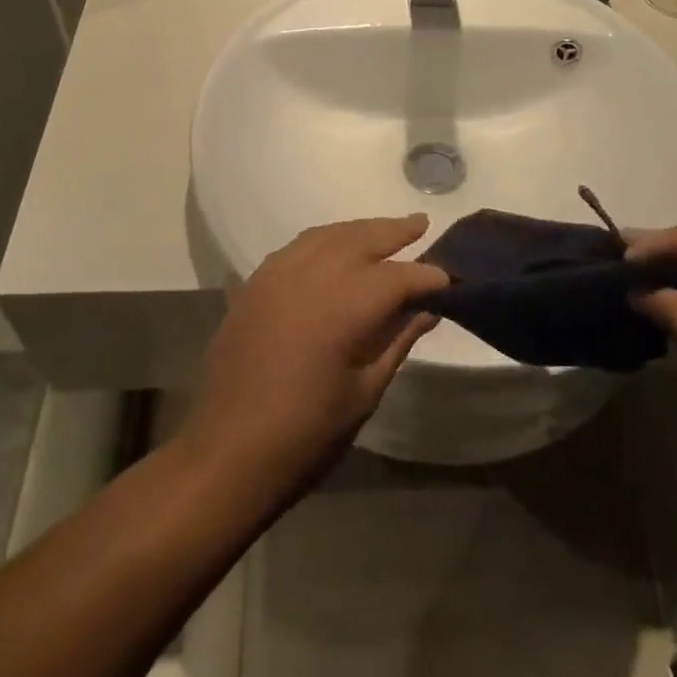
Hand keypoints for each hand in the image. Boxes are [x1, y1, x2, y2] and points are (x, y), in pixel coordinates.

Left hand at [181, 216, 445, 489]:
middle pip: (361, 239)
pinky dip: (324, 240)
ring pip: (327, 235)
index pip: (398, 277)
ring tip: (384, 230)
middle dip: (394, 231)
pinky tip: (335, 248)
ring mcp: (277, 275)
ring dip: (359, 230)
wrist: (227, 453)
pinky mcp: (255, 284)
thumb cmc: (306, 434)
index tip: (449, 281)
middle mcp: (310, 277)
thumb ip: (397, 341)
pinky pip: (297, 247)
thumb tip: (427, 310)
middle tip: (421, 223)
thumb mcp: (364, 393)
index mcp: (343, 307)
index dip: (427, 277)